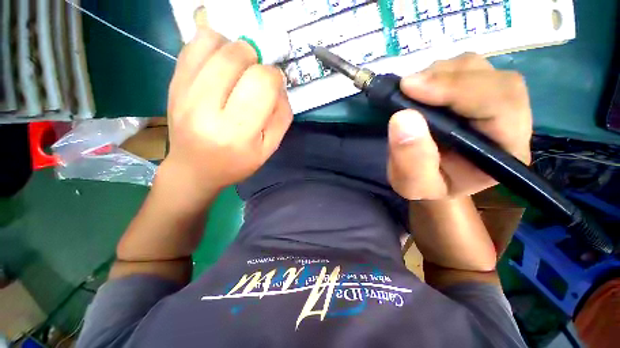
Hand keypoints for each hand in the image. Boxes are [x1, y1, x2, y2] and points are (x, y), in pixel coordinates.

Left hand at [164, 27, 292, 191]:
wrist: (194, 169)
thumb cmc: (236, 163)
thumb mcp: (269, 148)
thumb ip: (281, 117)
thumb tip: (279, 86)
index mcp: (237, 132)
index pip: (262, 83)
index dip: (275, 77)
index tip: (273, 87)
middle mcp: (206, 108)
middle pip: (237, 56)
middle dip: (256, 61)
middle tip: (255, 78)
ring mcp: (184, 91)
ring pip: (214, 42)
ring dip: (235, 50)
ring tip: (238, 70)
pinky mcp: (172, 82)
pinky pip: (193, 43)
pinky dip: (214, 45)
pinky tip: (220, 65)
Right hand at [388, 53, 532, 199]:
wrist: (431, 179)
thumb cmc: (426, 186)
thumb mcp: (413, 184)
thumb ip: (410, 159)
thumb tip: (402, 117)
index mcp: (505, 151)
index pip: (500, 105)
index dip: (458, 89)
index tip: (411, 88)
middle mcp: (510, 121)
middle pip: (494, 79)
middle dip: (448, 78)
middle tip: (406, 87)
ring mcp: (495, 103)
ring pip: (480, 68)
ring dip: (441, 73)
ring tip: (411, 92)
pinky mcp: (478, 93)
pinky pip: (465, 69)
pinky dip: (438, 73)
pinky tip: (420, 89)